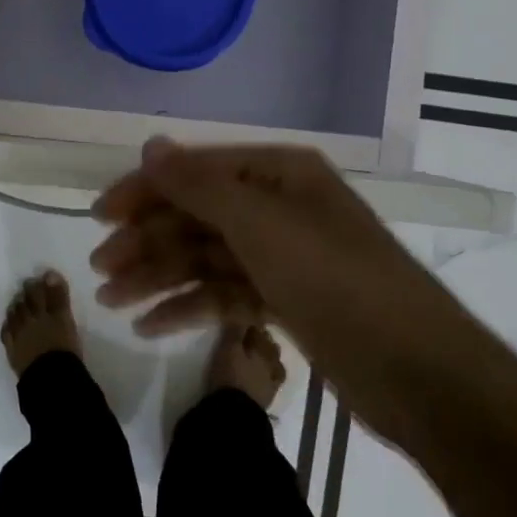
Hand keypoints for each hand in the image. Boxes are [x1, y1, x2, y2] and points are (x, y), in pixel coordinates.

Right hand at [90, 139, 502, 450]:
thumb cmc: (335, 281)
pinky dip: (188, 307)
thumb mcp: (260, 225)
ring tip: (113, 303)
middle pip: (196, 216)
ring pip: (205, 258)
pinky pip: (224, 294)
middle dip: (146, 242)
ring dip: (158, 278)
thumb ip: (199, 184)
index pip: (195, 172)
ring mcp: (282, 256)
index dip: (144, 191)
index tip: (99, 218)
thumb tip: (150, 144)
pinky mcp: (285, 301)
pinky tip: (151, 326)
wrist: (417, 373)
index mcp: (278, 174)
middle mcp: (278, 207)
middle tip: (100, 272)